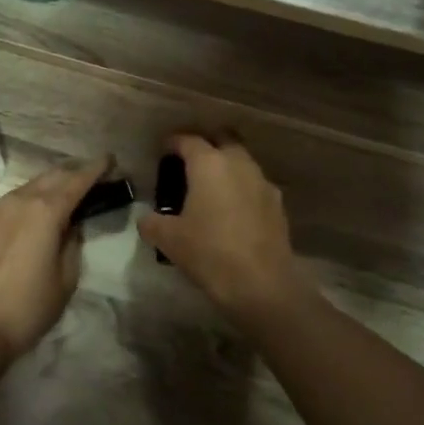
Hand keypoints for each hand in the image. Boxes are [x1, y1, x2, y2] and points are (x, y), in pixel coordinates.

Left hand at [0, 159, 109, 358]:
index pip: (77, 180)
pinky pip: (9, 203)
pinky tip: (31, 215)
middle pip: (51, 176)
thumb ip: (72, 243)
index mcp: (45, 211)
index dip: (96, 169)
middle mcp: (18, 201)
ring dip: (48, 186)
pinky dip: (27, 201)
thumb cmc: (28, 307)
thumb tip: (70, 225)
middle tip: (91, 175)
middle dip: (73, 172)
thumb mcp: (66, 278)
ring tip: (63, 193)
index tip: (110, 160)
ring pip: (28, 187)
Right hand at [138, 135, 311, 319]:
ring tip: (209, 187)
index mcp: (209, 164)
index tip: (162, 151)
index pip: (187, 140)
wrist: (261, 284)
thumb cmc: (209, 253)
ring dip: (225, 166)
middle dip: (205, 145)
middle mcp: (238, 163)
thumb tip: (146, 219)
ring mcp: (262, 182)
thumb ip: (151, 223)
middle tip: (188, 163)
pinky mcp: (277, 203)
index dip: (172, 143)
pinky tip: (231, 210)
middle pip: (222, 139)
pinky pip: (254, 184)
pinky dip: (241, 188)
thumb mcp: (168, 239)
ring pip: (241, 161)